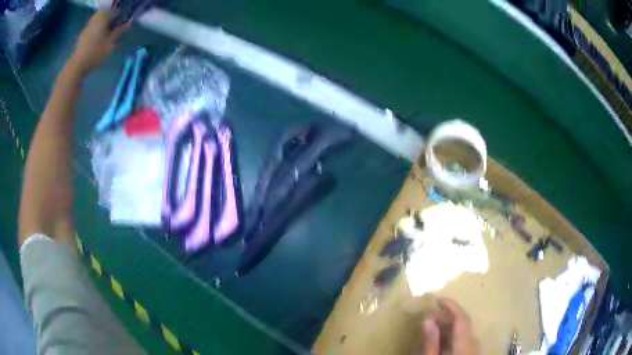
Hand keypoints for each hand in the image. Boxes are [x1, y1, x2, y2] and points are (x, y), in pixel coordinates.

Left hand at [69, 11, 129, 75]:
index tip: (123, 13)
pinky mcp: (83, 33)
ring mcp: (88, 26)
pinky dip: (98, 25)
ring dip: (104, 18)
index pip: (112, 6)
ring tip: (109, 26)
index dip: (118, 8)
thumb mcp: (111, 43)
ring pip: (98, 16)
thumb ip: (119, 31)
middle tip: (117, 18)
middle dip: (111, 12)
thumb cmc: (95, 52)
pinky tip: (100, 33)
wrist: (78, 65)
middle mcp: (95, 18)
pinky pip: (93, 24)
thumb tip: (130, 22)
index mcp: (103, 17)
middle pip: (105, 10)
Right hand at [420, 298, 480, 354]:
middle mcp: (474, 342)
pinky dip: (452, 336)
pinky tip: (441, 341)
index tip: (438, 299)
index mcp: (466, 342)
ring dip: (448, 328)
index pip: (462, 318)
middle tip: (429, 318)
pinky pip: (464, 340)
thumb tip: (428, 318)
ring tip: (432, 330)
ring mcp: (475, 348)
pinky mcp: (472, 352)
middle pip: (462, 324)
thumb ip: (431, 341)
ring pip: (463, 332)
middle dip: (446, 318)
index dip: (451, 306)